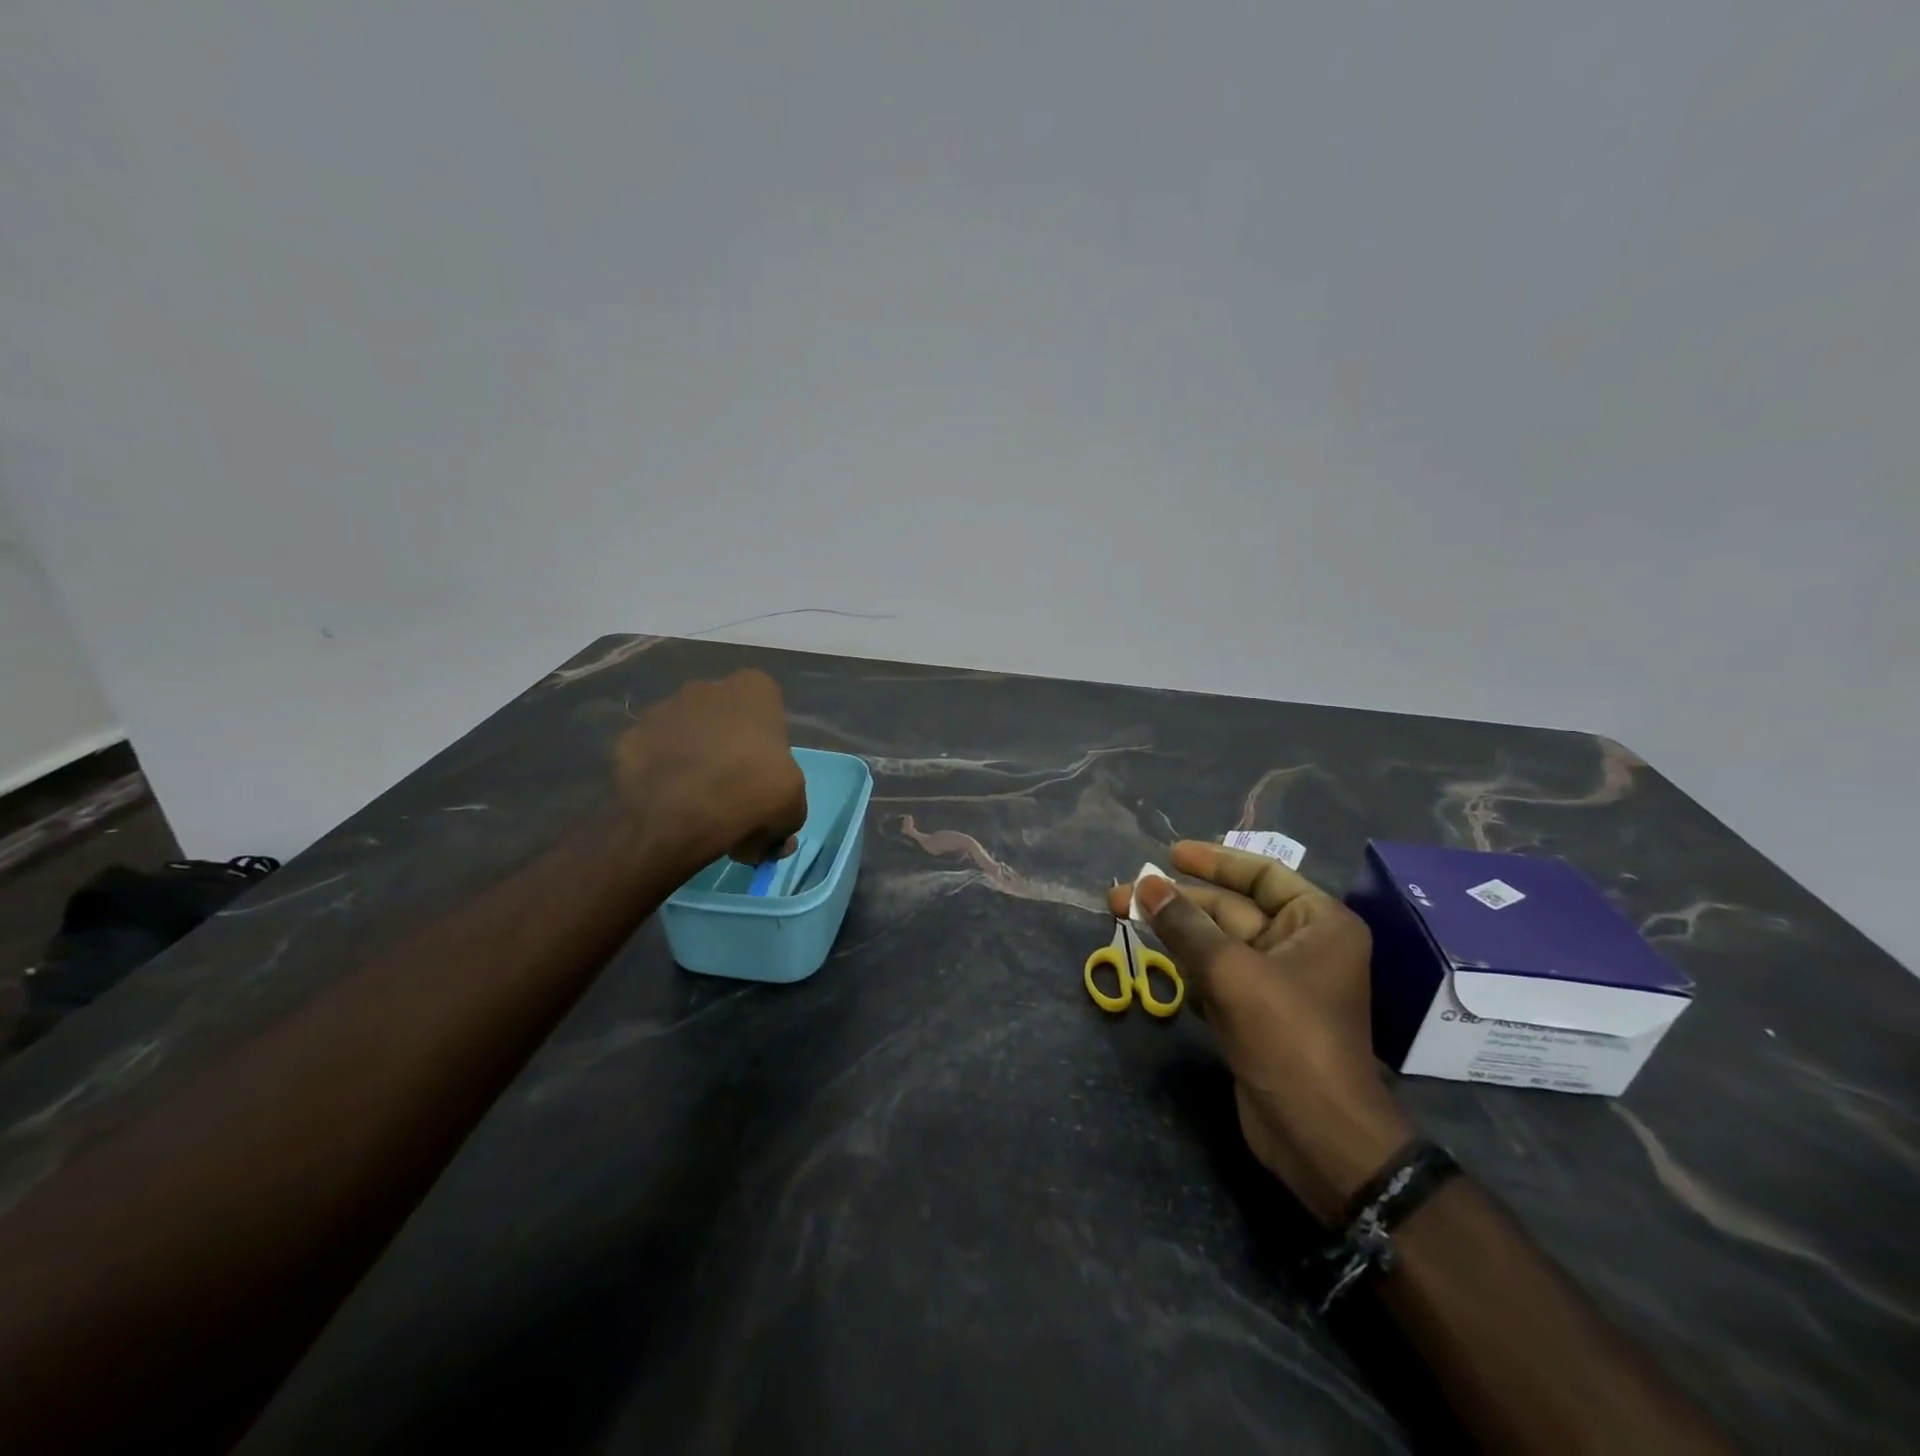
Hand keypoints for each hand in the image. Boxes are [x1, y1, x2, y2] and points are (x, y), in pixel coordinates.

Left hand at [613, 670, 807, 869]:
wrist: (678, 815)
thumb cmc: (752, 793)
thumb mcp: (793, 809)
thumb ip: (788, 812)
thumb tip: (772, 836)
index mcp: (753, 689)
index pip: (767, 710)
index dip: (768, 748)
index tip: (766, 780)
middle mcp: (705, 687)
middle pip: (724, 722)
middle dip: (728, 752)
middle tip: (733, 798)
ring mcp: (661, 710)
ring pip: (686, 737)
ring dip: (693, 763)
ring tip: (697, 810)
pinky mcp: (628, 738)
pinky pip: (653, 759)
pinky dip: (660, 779)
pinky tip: (668, 810)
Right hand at [1107, 842, 1412, 1223]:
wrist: (1317, 1135)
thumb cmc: (1287, 1038)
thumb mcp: (1232, 972)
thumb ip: (1185, 925)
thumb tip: (1145, 885)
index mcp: (1318, 923)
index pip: (1262, 874)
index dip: (1214, 862)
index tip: (1170, 854)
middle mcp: (1302, 945)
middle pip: (1232, 909)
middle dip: (1179, 902)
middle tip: (1124, 894)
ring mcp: (1278, 982)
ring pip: (1218, 943)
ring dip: (1176, 932)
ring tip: (1125, 916)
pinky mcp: (1256, 1014)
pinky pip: (1216, 975)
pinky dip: (1186, 966)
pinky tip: (1153, 958)